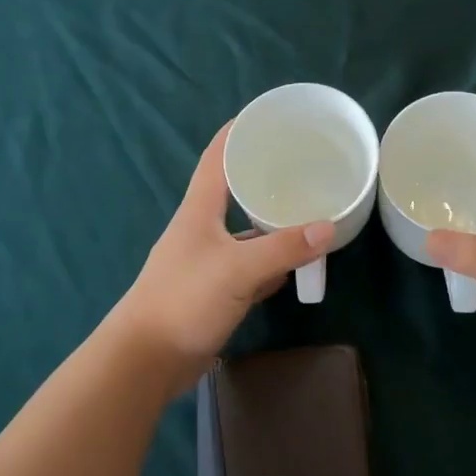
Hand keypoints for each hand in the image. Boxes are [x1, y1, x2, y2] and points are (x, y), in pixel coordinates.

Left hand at [109, 123, 332, 393]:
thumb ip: (282, 248)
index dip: (238, 132)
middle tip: (304, 163)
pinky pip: (250, 265)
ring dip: (272, 220)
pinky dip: (272, 261)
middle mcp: (202, 228)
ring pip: (246, 230)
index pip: (217, 157)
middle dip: (265, 174)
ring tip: (309, 207)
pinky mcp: (215, 289)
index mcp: (199, 209)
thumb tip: (328, 228)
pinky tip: (297, 261)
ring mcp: (208, 260)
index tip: (268, 116)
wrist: (147, 359)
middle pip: (235, 190)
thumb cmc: (185, 300)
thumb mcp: (237, 269)